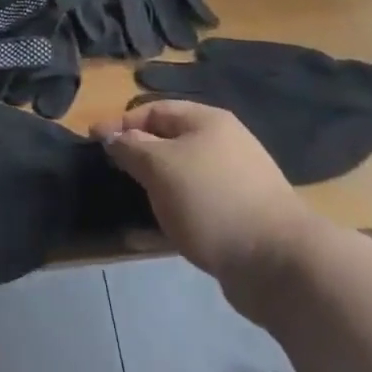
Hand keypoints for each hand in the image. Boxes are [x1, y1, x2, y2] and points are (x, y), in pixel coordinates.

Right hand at [94, 100, 312, 302]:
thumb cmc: (212, 200)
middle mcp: (224, 143)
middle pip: (171, 141)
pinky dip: (176, 212)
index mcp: (208, 120)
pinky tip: (160, 231)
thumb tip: (112, 135)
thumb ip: (132, 148)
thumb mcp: (161, 167)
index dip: (123, 123)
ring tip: (133, 204)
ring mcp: (236, 180)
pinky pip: (198, 204)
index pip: (155, 110)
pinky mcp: (241, 215)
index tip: (94, 141)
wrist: (278, 262)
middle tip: (114, 174)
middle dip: (140, 156)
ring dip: (157, 187)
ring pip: (183, 175)